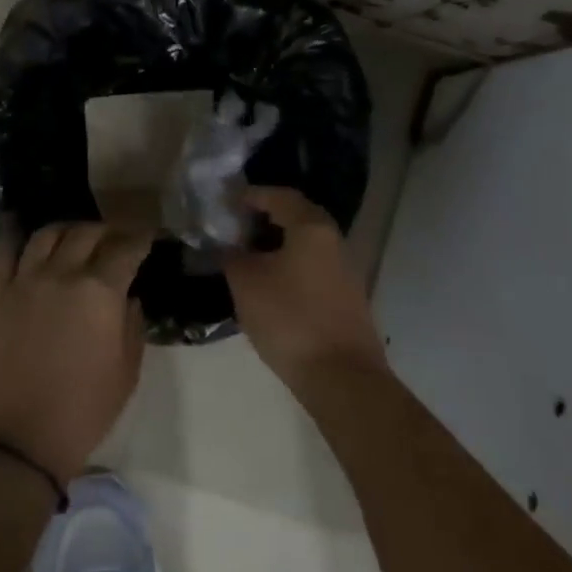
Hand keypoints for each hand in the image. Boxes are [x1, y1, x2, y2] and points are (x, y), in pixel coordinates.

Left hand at [0, 223, 152, 484]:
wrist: (15, 441)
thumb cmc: (81, 413)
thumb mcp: (126, 373)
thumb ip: (132, 325)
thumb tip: (129, 297)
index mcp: (99, 292)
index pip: (126, 248)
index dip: (141, 238)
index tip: (148, 237)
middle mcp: (61, 274)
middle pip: (87, 233)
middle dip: (108, 231)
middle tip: (117, 240)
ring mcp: (23, 280)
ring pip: (47, 234)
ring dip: (68, 230)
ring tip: (76, 239)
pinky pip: (4, 251)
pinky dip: (19, 238)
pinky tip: (28, 242)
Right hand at [224, 187, 386, 392]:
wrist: (340, 376)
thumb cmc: (290, 318)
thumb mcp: (246, 283)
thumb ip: (232, 255)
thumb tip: (226, 245)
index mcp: (312, 227)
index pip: (280, 196)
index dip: (251, 195)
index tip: (226, 202)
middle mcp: (334, 240)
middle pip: (296, 217)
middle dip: (263, 219)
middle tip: (234, 228)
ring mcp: (344, 270)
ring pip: (305, 245)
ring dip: (276, 245)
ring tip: (245, 257)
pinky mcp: (346, 297)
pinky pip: (312, 268)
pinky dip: (289, 266)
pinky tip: (268, 284)